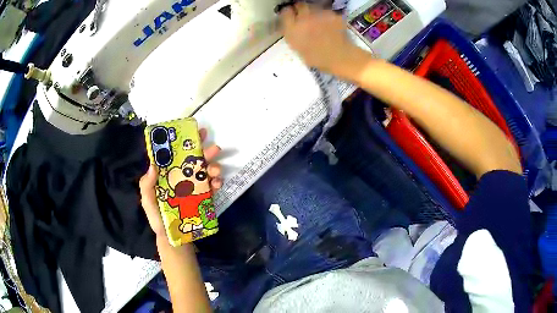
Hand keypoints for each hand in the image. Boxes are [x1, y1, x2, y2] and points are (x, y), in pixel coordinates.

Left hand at [139, 129, 222, 237]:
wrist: (174, 238)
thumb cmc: (158, 219)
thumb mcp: (148, 202)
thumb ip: (147, 186)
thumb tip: (153, 165)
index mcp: (168, 175)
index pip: (175, 155)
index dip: (184, 143)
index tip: (194, 132)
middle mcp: (182, 178)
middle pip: (194, 161)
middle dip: (205, 152)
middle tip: (215, 148)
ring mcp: (194, 188)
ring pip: (205, 172)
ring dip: (213, 167)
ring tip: (216, 170)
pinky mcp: (203, 198)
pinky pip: (211, 187)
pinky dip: (216, 183)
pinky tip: (217, 183)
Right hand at [280, 3, 355, 73]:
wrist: (340, 57)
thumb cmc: (317, 58)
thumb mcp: (298, 48)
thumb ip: (292, 34)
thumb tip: (291, 27)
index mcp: (293, 28)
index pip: (286, 12)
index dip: (288, 13)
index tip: (291, 15)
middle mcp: (304, 18)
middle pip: (300, 5)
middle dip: (301, 8)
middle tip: (305, 15)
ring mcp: (320, 14)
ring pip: (315, 7)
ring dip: (315, 11)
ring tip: (319, 20)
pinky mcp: (333, 14)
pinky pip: (328, 12)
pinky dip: (328, 16)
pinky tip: (331, 24)